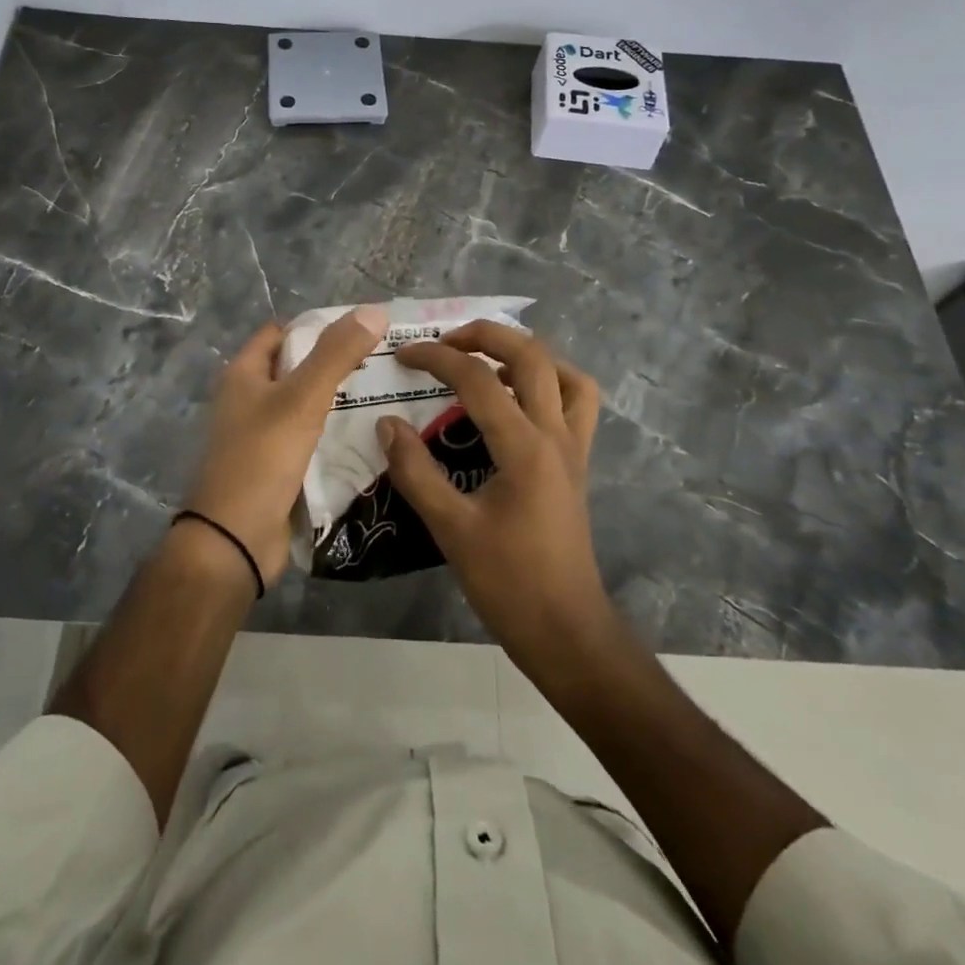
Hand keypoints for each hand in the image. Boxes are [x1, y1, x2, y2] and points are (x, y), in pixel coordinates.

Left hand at [184, 306, 390, 587]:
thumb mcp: (302, 398)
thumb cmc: (262, 458)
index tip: (360, 330)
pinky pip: (310, 441)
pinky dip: (334, 435)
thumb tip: (374, 310)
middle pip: (296, 369)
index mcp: (244, 375)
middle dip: (334, 365)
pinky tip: (368, 436)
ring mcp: (261, 437)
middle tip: (383, 363)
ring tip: (386, 395)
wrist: (235, 540)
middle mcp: (248, 401)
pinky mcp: (276, 468)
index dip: (316, 327)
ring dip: (338, 402)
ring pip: (306, 408)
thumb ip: (336, 354)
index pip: (280, 334)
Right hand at [378, 322, 609, 654]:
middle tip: (446, 341)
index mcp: (524, 447)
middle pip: (531, 356)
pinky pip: (577, 404)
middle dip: (486, 335)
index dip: (436, 359)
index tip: (403, 356)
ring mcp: (574, 447)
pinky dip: (552, 384)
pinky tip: (519, 401)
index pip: (478, 380)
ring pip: (566, 374)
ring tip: (488, 361)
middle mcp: (556, 434)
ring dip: (527, 355)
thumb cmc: (508, 582)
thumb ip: (415, 472)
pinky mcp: (578, 463)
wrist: (566, 629)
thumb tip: (386, 423)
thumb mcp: (450, 528)